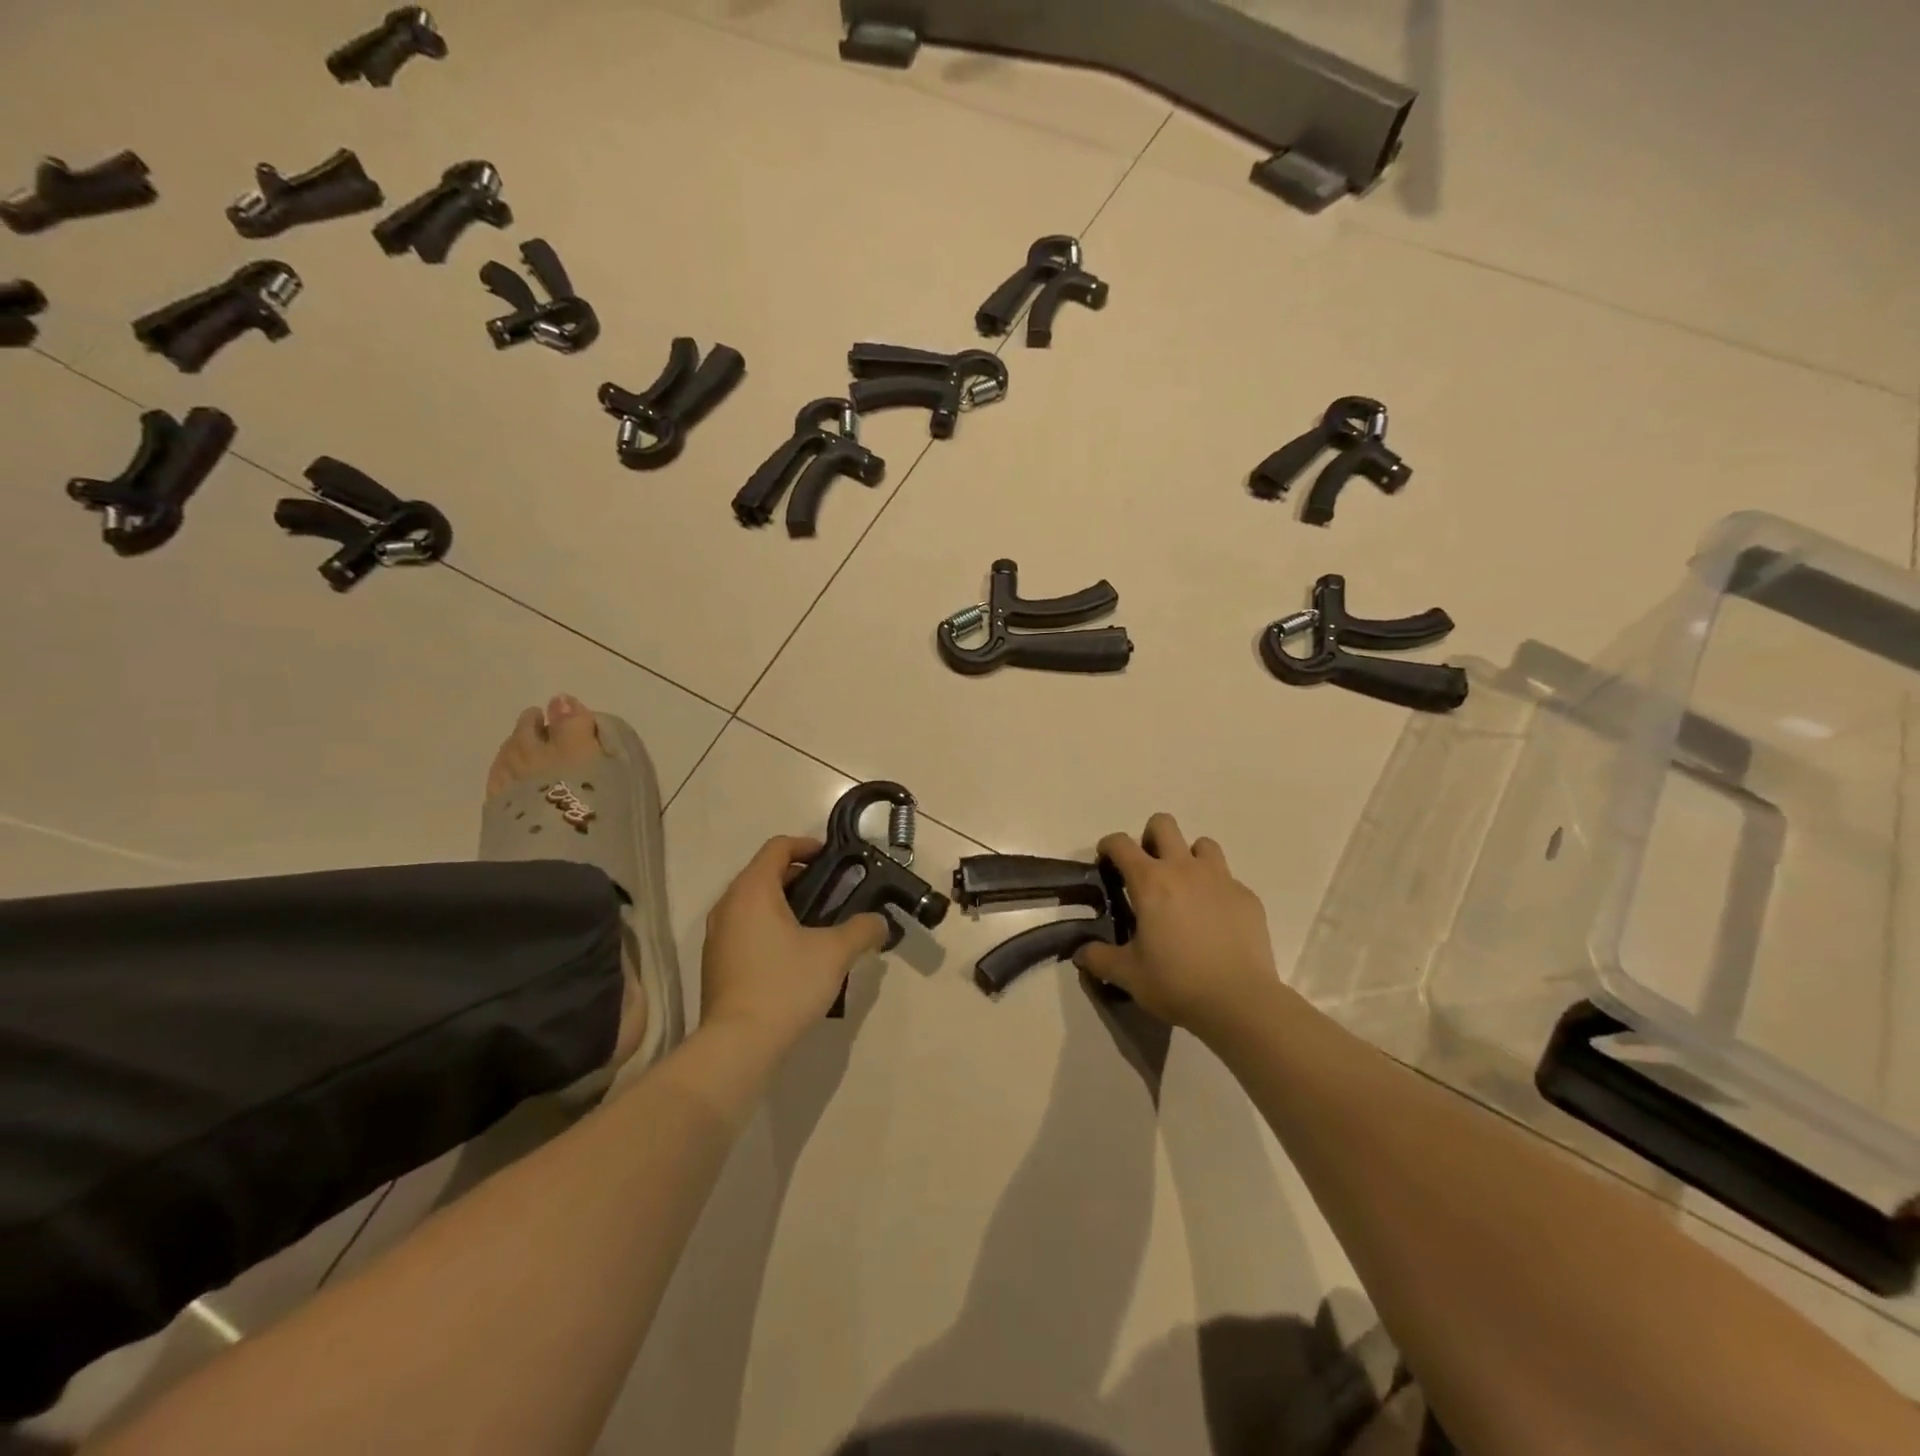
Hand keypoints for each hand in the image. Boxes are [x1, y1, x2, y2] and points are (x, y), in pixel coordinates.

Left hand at [700, 835, 887, 1049]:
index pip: (778, 847)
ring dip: (784, 903)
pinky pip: (745, 928)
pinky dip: (769, 926)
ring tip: (818, 924)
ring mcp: (717, 935)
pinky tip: (794, 954)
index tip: (833, 860)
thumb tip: (879, 922)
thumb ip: (862, 929)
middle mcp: (728, 905)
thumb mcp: (835, 953)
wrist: (737, 1044)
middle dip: (800, 876)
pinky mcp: (715, 962)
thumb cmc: (785, 985)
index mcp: (753, 890)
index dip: (807, 845)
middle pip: (765, 873)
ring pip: (753, 902)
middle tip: (834, 892)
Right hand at [1074, 814, 1281, 1039]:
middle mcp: (1184, 869)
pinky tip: (1214, 919)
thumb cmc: (1177, 983)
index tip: (1106, 863)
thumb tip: (1080, 953)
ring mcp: (1220, 879)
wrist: (1240, 1002)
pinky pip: (1227, 878)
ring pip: (1202, 844)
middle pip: (1163, 824)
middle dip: (1149, 837)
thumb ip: (1099, 958)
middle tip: (1146, 870)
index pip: (1121, 843)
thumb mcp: (1128, 974)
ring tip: (1184, 889)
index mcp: (1150, 881)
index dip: (1108, 846)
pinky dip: (1215, 889)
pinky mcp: (1247, 897)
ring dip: (1188, 857)